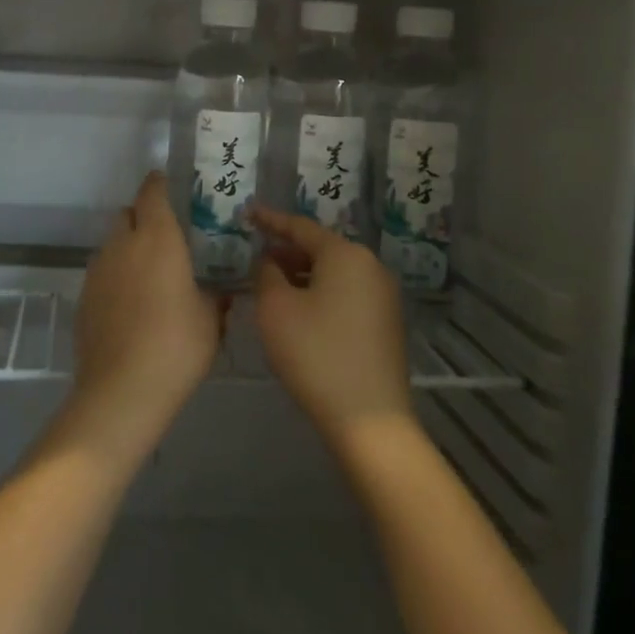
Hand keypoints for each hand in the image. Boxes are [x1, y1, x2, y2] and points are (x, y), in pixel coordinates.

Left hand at [69, 173, 223, 452]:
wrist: (121, 391)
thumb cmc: (176, 347)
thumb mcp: (210, 320)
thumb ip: (215, 296)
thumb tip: (221, 290)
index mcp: (157, 238)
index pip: (152, 192)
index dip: (159, 184)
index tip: (169, 184)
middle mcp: (122, 244)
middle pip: (127, 214)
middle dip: (143, 217)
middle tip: (166, 237)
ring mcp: (98, 270)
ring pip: (112, 244)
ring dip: (128, 248)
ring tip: (150, 275)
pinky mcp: (83, 297)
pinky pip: (102, 272)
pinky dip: (116, 276)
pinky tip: (131, 305)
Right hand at [249, 205, 412, 454]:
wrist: (369, 421)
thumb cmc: (315, 354)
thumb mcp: (275, 308)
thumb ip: (267, 273)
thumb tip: (272, 262)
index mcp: (346, 254)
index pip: (300, 227)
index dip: (270, 220)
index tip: (248, 213)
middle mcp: (370, 266)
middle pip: (320, 248)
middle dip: (286, 251)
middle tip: (256, 258)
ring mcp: (383, 296)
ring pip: (334, 273)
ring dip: (302, 275)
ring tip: (273, 286)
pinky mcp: (386, 324)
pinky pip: (346, 294)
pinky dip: (321, 295)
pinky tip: (300, 313)